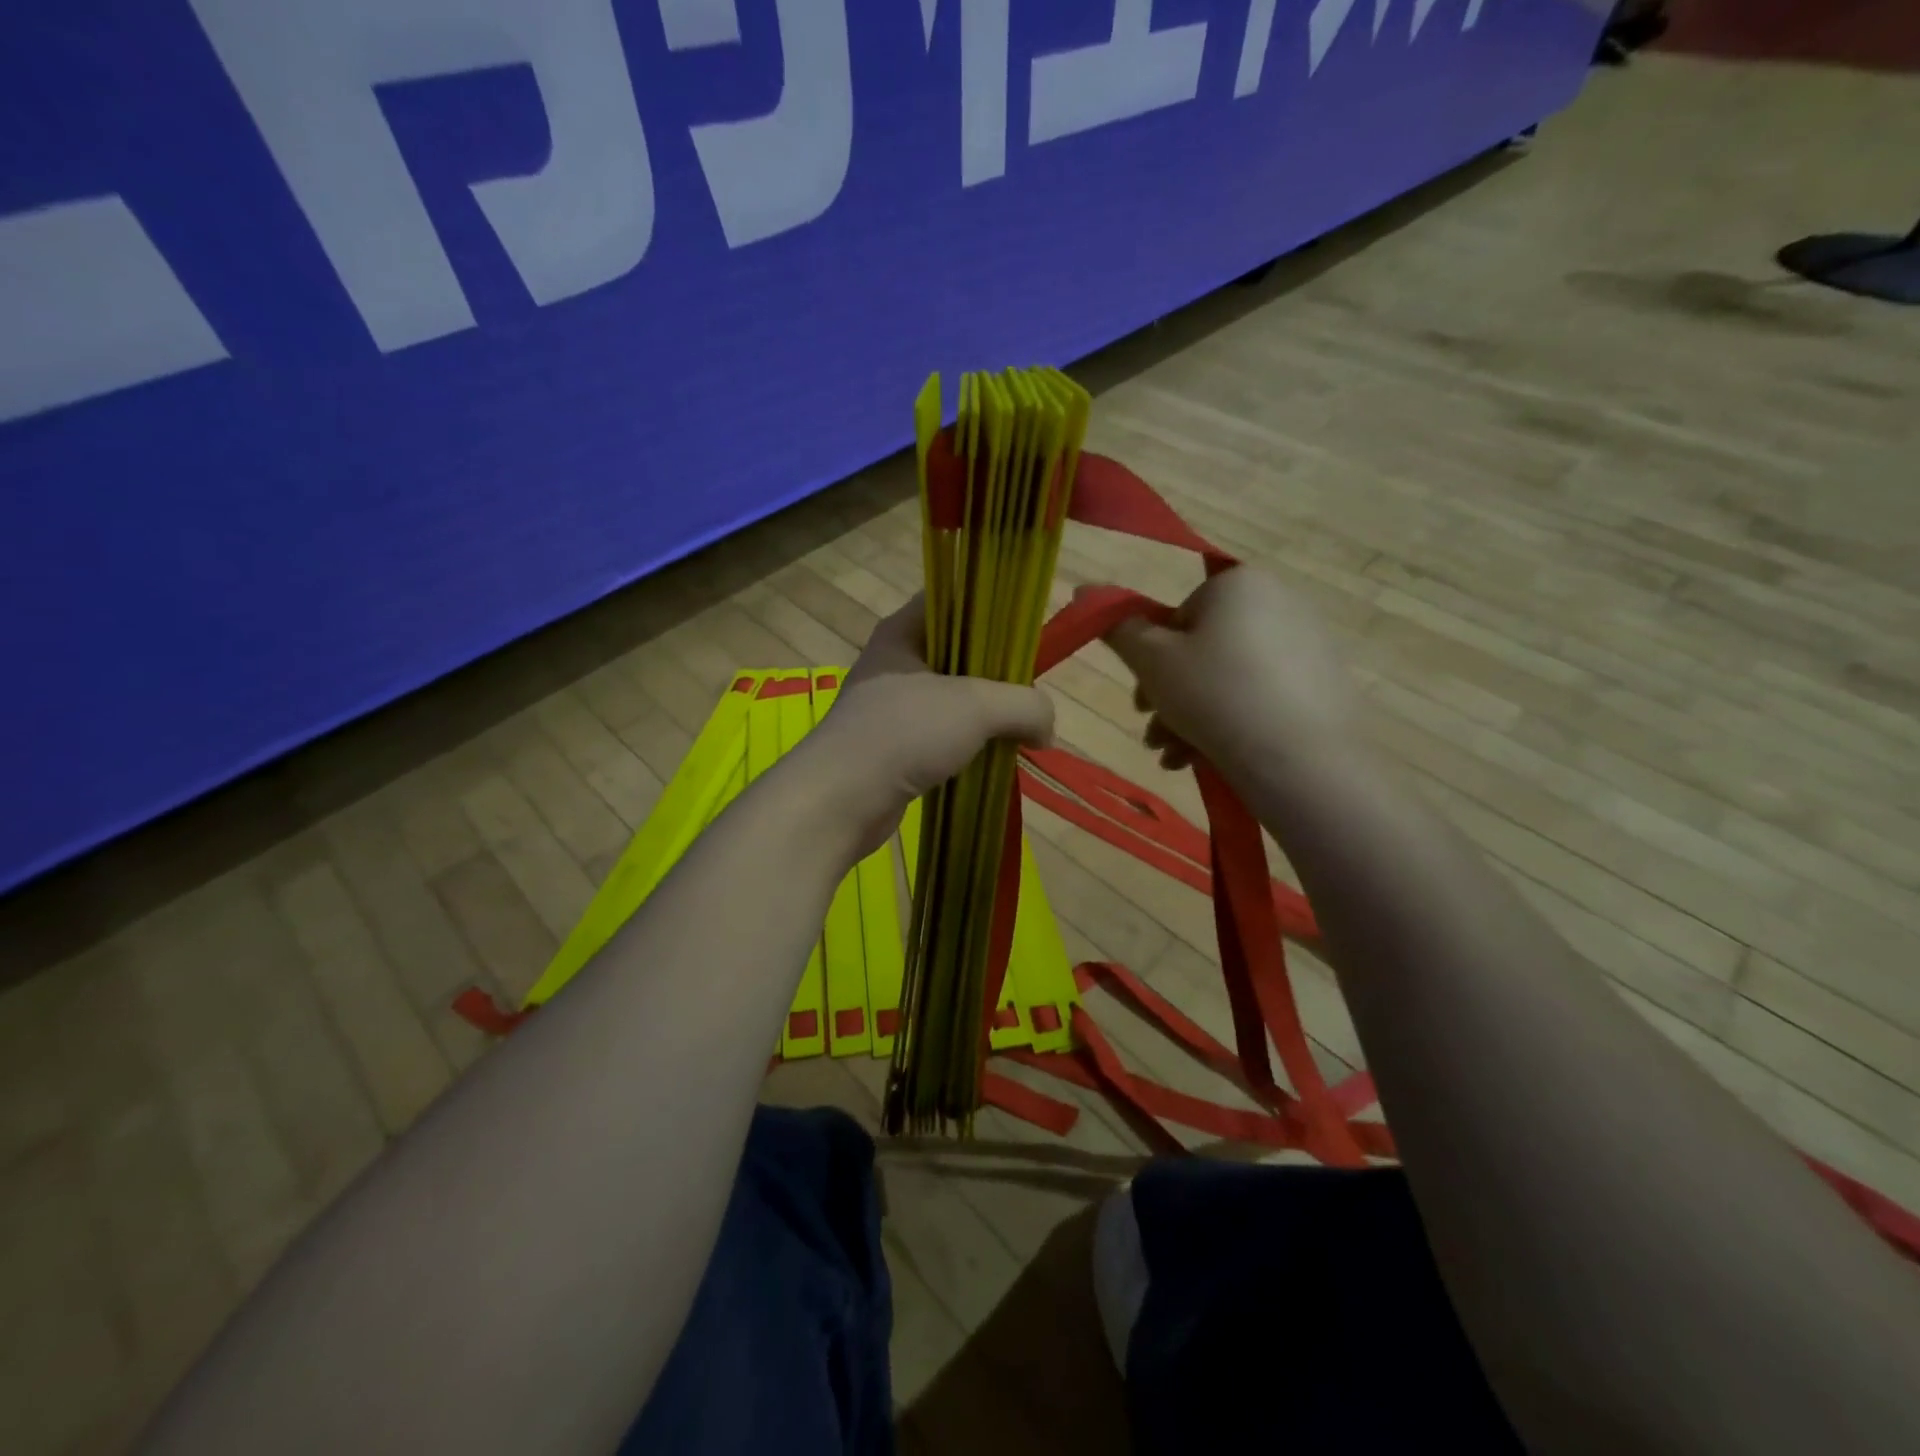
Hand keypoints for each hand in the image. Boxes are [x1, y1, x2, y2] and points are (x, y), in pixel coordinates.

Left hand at [797, 595, 1054, 860]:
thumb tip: (1046, 729)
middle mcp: (895, 662)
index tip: (1028, 632)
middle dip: (998, 671)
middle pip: (959, 650)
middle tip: (1029, 690)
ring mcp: (892, 706)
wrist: (840, 800)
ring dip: (985, 713)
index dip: (993, 606)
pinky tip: (991, 757)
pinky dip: (967, 743)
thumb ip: (1025, 705)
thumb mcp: (976, 707)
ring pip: (953, 697)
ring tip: (1019, 727)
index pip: (954, 598)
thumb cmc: (904, 733)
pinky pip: (942, 733)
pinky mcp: (894, 746)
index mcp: (903, 631)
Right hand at [1104, 567, 1356, 784]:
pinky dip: (1231, 722)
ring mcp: (1307, 644)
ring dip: (1190, 719)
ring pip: (1228, 679)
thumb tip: (1083, 589)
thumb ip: (1118, 628)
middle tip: (1153, 736)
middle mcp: (1279, 601)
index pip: (1178, 617)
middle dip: (1169, 698)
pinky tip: (1207, 760)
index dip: (1152, 661)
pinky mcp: (1323, 684)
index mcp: (1238, 584)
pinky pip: (1261, 696)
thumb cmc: (1214, 695)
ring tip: (1174, 759)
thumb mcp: (1152, 662)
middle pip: (1203, 650)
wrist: (1302, 759)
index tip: (1142, 702)